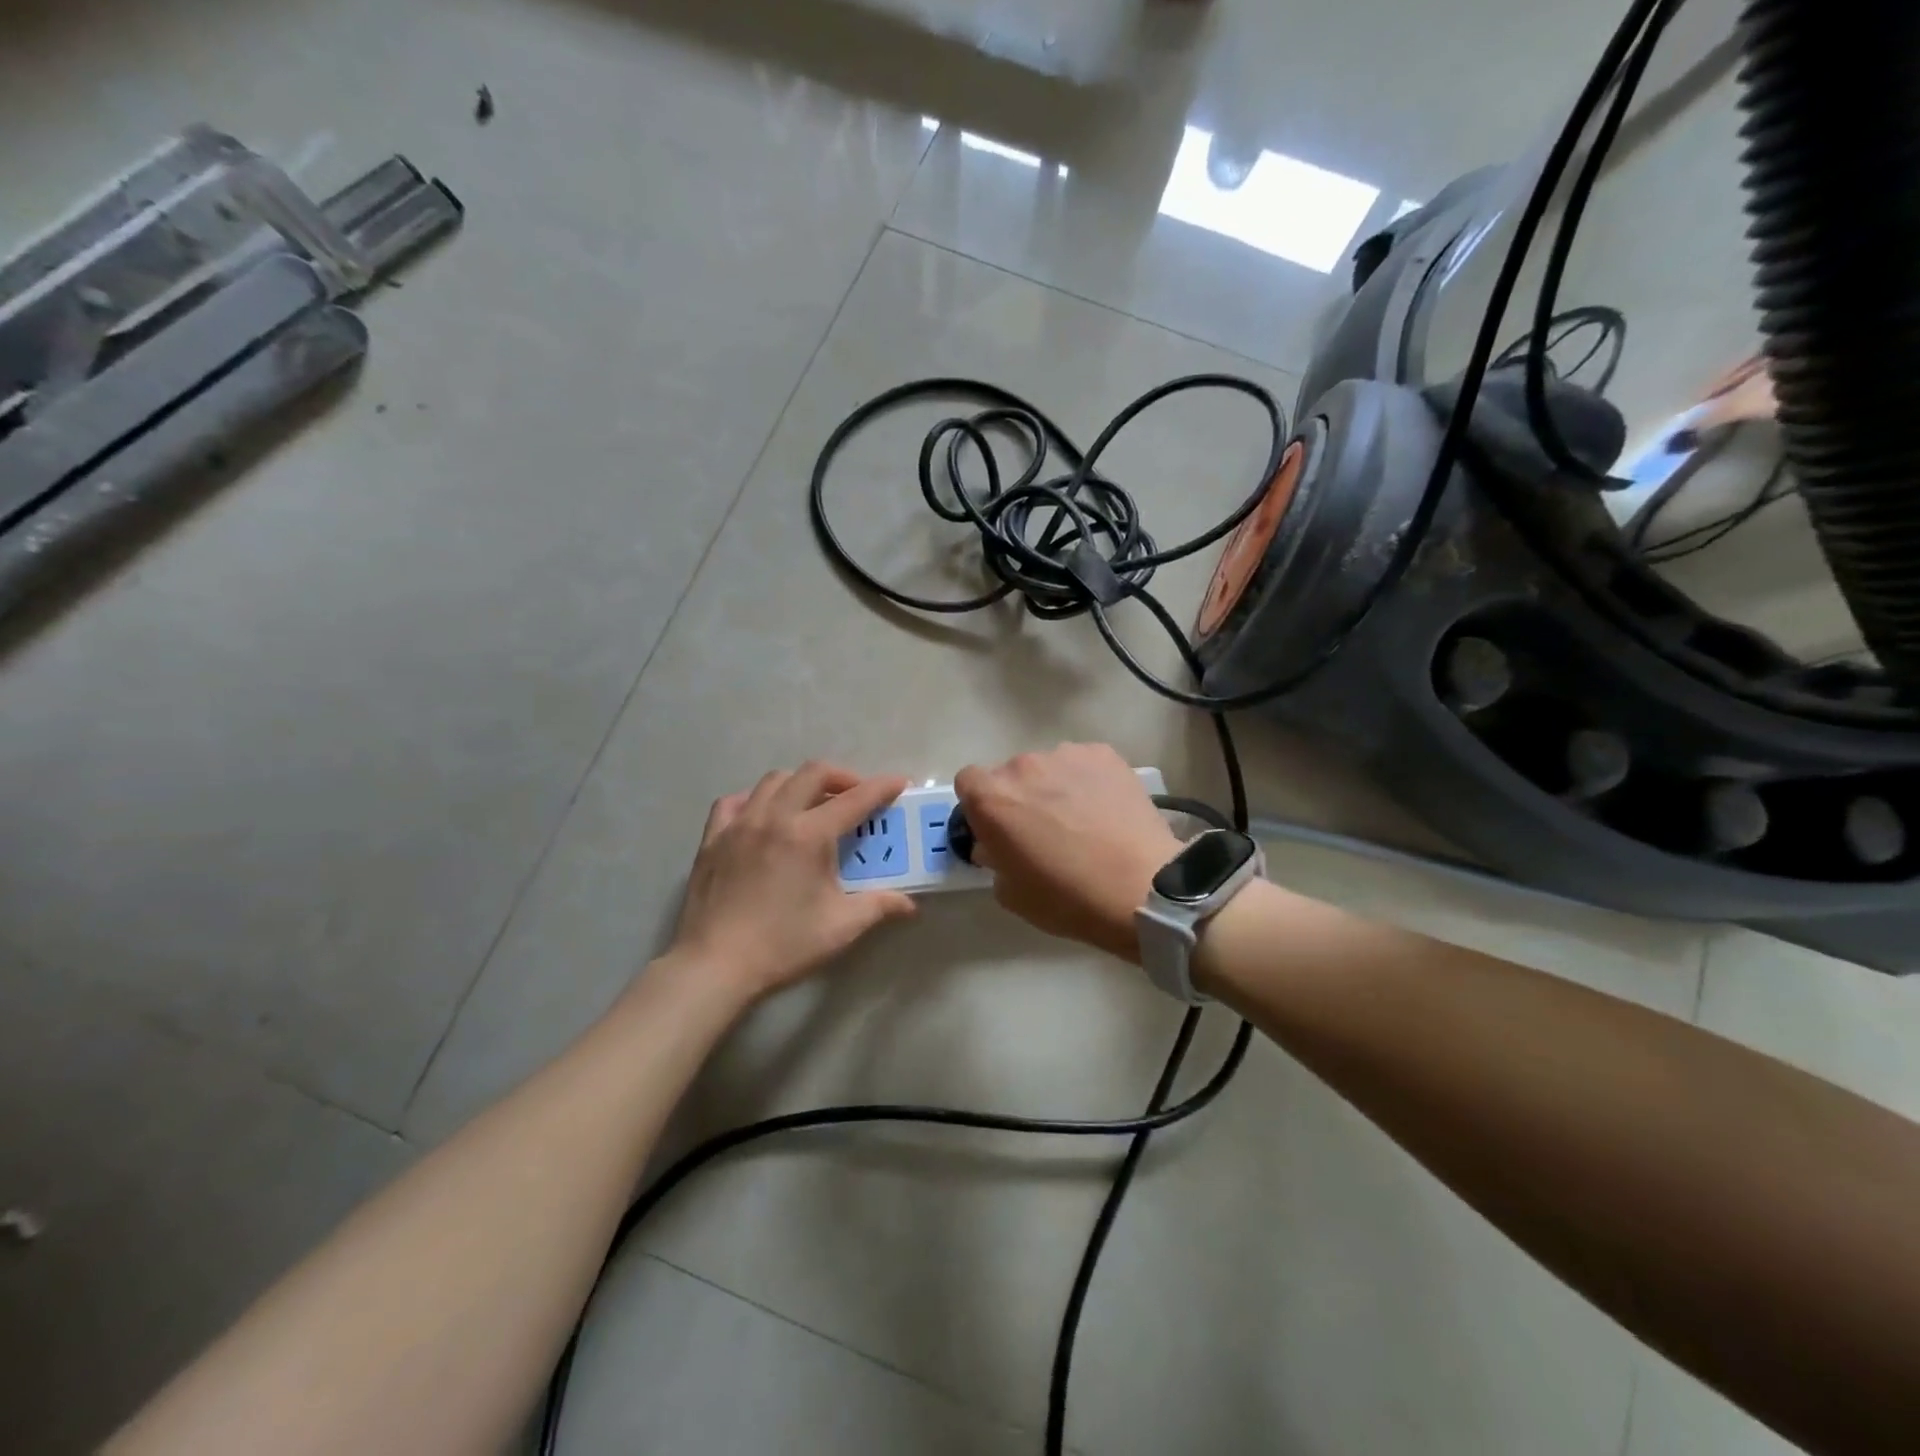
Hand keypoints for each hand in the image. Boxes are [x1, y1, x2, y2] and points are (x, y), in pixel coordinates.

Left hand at [668, 763, 917, 1001]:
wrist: (714, 965)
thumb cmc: (782, 945)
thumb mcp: (840, 928)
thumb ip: (878, 906)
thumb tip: (909, 904)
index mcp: (808, 835)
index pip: (854, 799)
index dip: (881, 787)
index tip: (899, 783)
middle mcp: (774, 817)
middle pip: (813, 773)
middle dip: (842, 776)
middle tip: (857, 795)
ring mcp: (739, 824)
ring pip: (775, 780)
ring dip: (802, 783)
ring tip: (814, 804)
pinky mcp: (713, 838)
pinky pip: (736, 801)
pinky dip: (756, 799)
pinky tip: (764, 815)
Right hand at [954, 743, 1180, 963]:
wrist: (1141, 888)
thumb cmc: (1067, 898)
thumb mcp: (1010, 893)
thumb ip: (993, 858)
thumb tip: (996, 844)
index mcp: (991, 798)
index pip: (968, 782)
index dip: (980, 804)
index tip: (998, 828)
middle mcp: (1022, 766)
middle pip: (1010, 773)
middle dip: (1020, 796)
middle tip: (1044, 829)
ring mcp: (1066, 754)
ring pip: (1048, 767)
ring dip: (1054, 786)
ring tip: (1082, 819)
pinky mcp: (1104, 754)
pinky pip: (1083, 764)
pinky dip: (1088, 781)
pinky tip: (1106, 809)